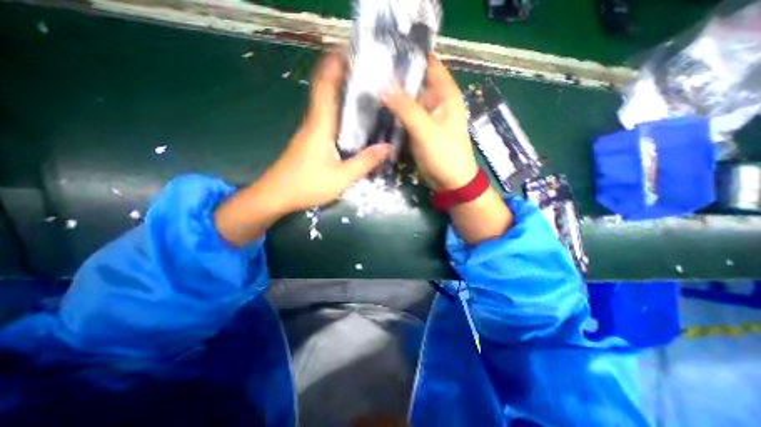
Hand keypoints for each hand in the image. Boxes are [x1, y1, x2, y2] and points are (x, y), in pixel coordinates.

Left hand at [215, 51, 387, 244]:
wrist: (275, 196)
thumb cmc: (307, 184)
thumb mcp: (342, 177)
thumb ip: (365, 162)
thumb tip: (388, 147)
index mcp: (320, 125)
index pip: (324, 86)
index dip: (333, 65)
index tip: (348, 52)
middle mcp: (313, 123)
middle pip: (326, 92)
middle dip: (342, 77)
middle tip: (367, 76)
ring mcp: (309, 133)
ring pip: (326, 107)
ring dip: (341, 97)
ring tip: (365, 96)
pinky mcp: (308, 143)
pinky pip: (326, 122)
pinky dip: (338, 115)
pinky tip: (352, 124)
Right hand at [380, 56, 473, 191]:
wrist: (451, 181)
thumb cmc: (445, 154)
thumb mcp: (426, 130)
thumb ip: (406, 108)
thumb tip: (383, 87)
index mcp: (445, 93)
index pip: (427, 64)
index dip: (408, 59)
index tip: (383, 58)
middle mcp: (437, 100)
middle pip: (414, 82)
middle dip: (395, 80)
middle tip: (369, 78)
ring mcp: (428, 116)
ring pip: (408, 100)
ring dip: (393, 98)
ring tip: (370, 93)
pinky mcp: (421, 130)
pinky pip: (406, 117)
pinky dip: (395, 115)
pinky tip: (379, 112)